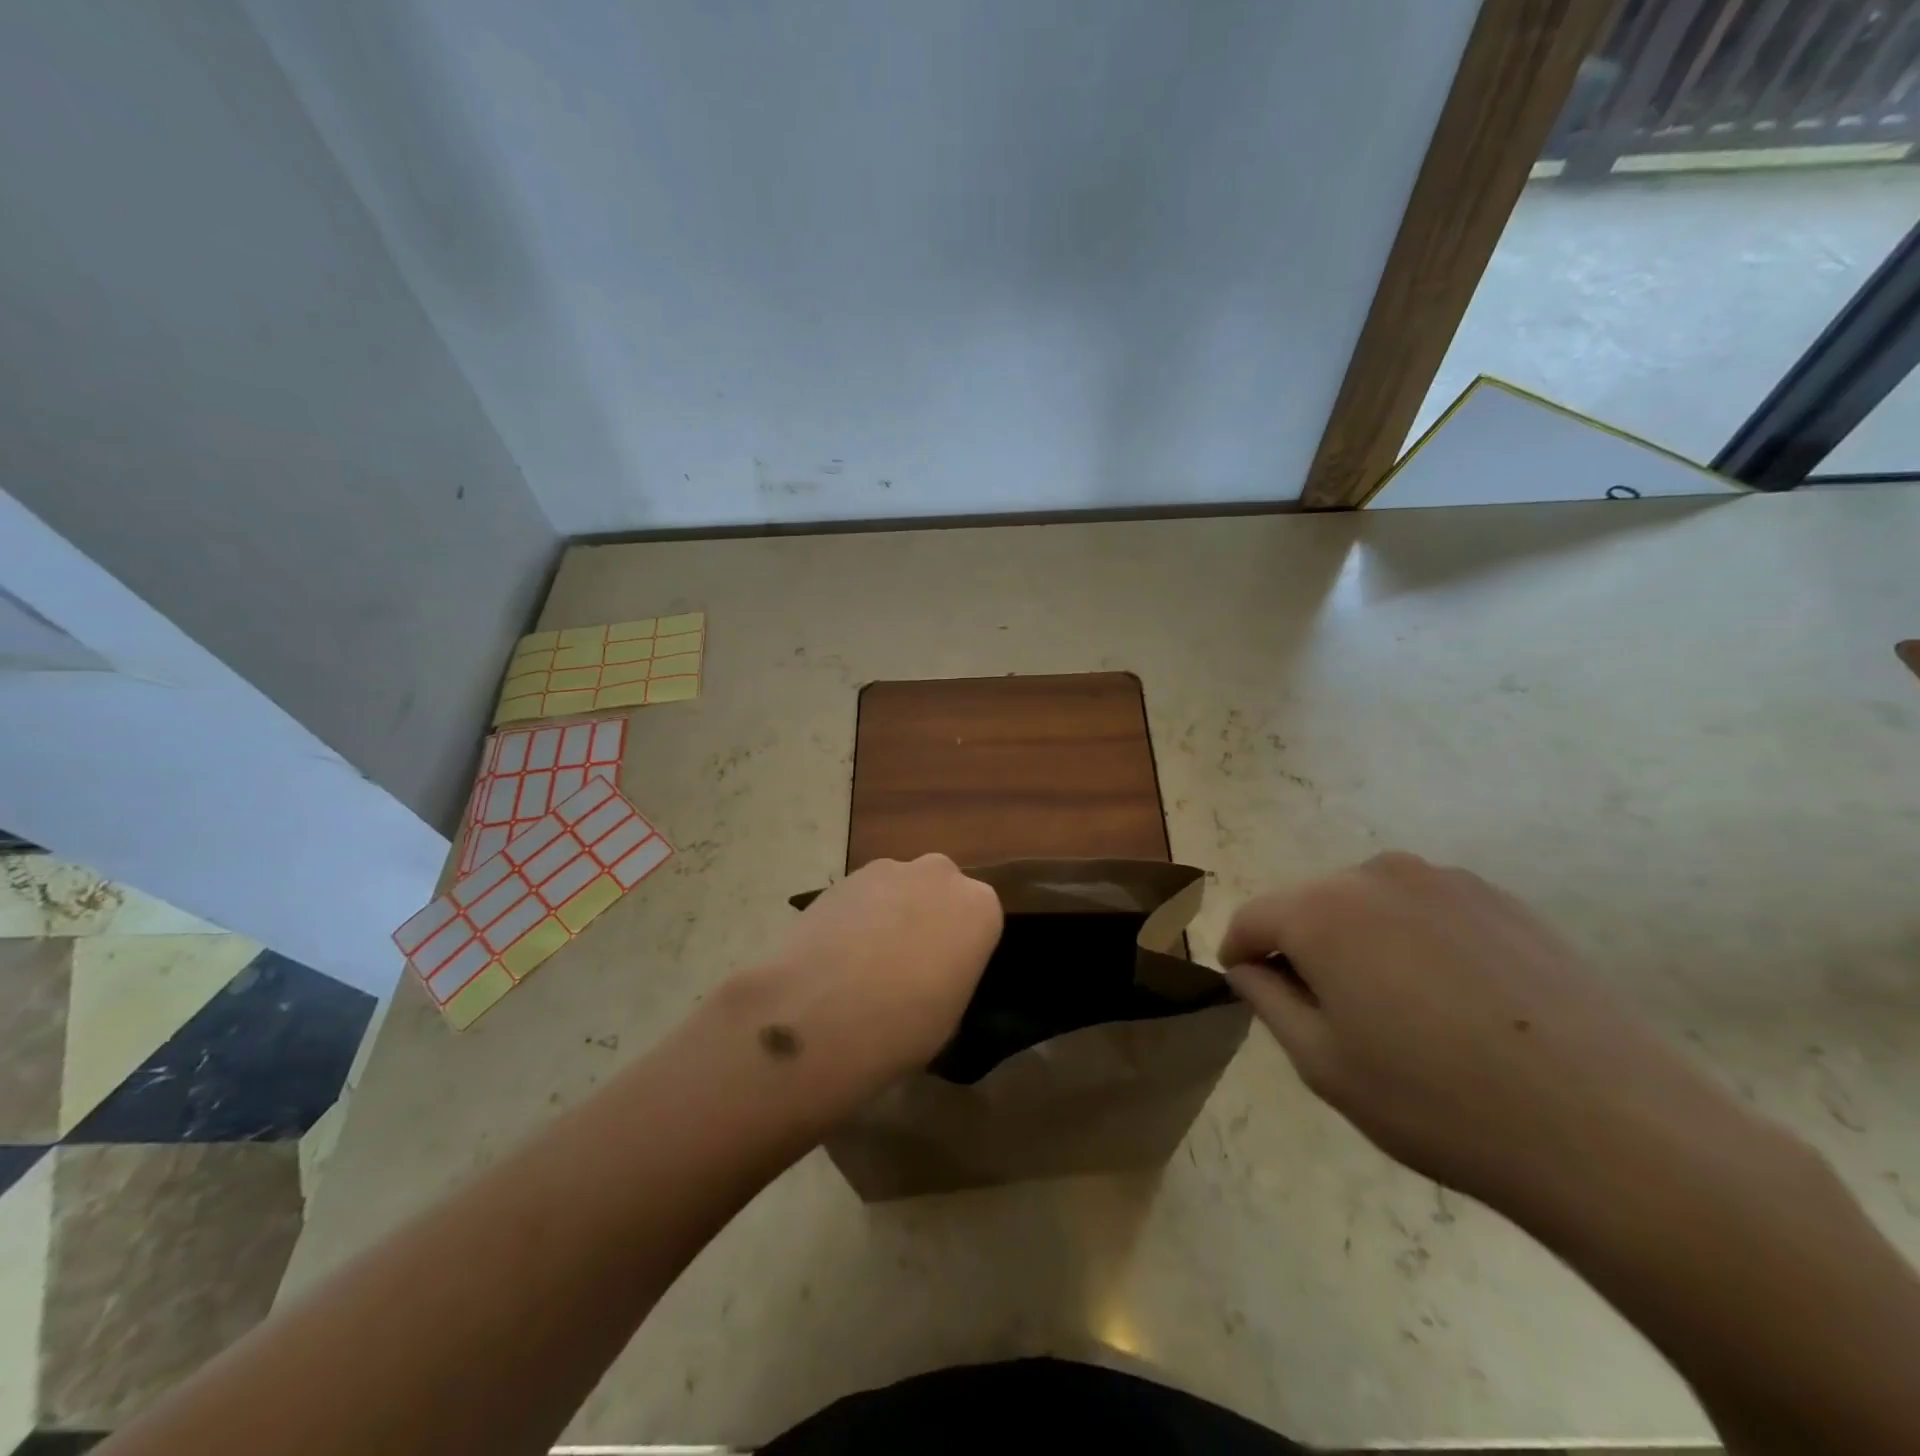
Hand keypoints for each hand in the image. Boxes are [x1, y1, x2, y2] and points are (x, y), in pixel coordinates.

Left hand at [726, 854, 1002, 1102]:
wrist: (822, 1014)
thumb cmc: (904, 1026)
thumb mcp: (951, 1017)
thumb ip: (952, 977)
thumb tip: (932, 976)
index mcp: (980, 907)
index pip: (980, 920)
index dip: (961, 948)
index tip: (944, 976)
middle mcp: (940, 874)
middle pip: (940, 892)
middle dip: (927, 918)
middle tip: (906, 964)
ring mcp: (888, 870)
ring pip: (898, 889)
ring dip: (889, 914)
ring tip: (864, 961)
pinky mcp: (843, 877)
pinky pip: (861, 896)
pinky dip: (854, 916)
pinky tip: (835, 954)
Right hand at [1221, 852, 1744, 1213]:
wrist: (1614, 1132)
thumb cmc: (1439, 1103)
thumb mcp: (1323, 1064)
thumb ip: (1268, 1000)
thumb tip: (1251, 966)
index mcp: (1322, 911)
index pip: (1252, 918)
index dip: (1241, 955)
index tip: (1249, 989)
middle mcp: (1375, 874)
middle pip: (1310, 906)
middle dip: (1304, 949)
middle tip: (1333, 1016)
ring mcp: (1445, 880)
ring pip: (1369, 905)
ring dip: (1362, 944)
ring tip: (1402, 1013)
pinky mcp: (1501, 900)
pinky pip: (1426, 911)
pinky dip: (1417, 943)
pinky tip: (1458, 1003)